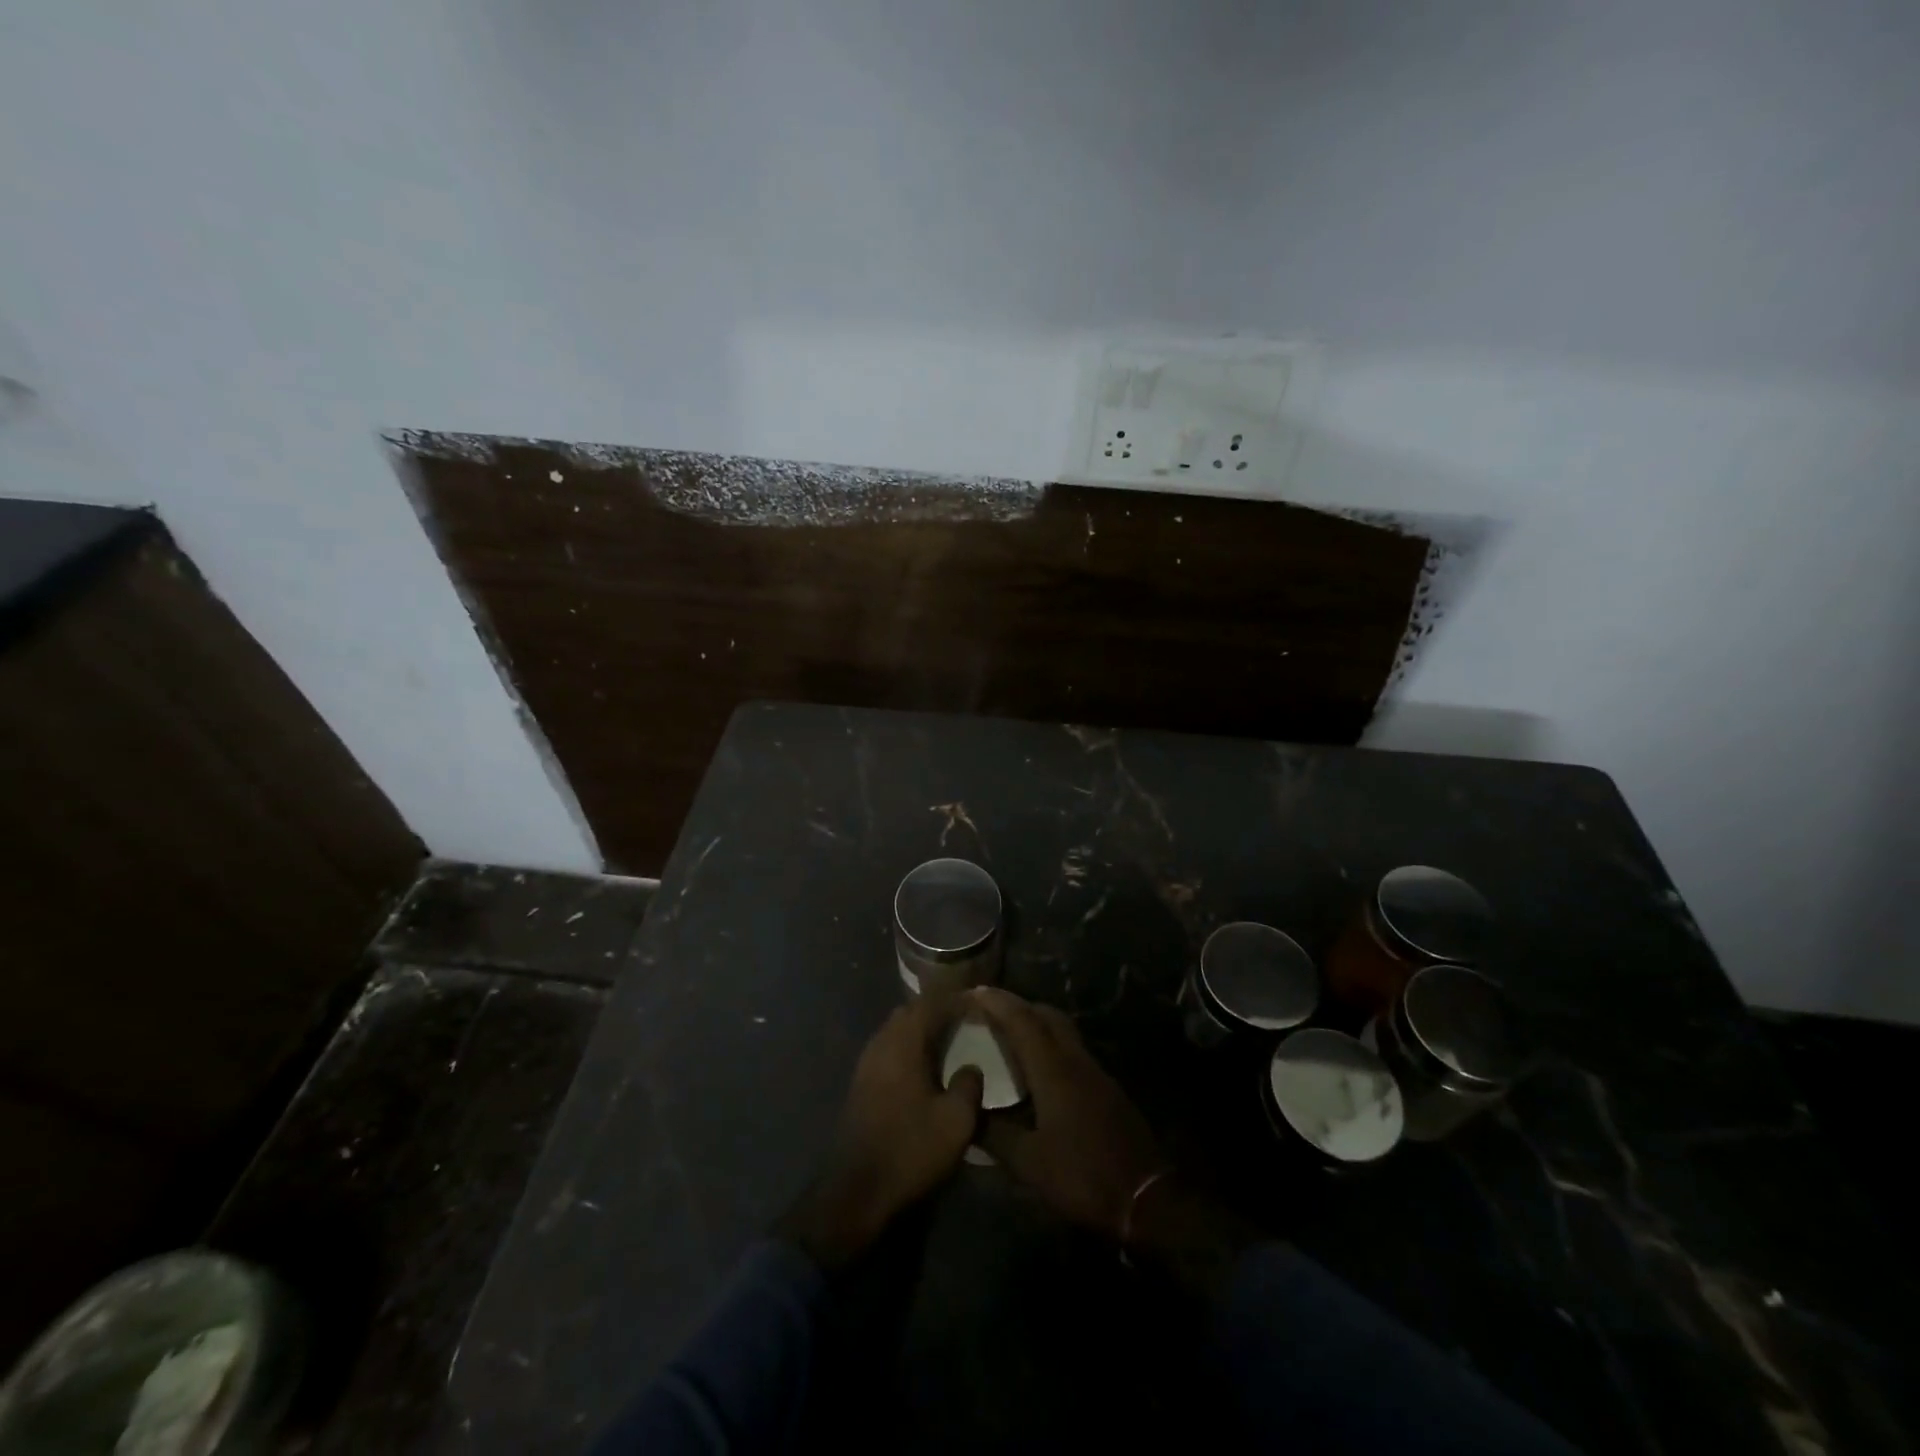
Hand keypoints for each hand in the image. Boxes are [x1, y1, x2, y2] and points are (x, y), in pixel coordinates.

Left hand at [778, 996, 983, 1267]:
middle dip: (935, 1008)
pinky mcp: (861, 1084)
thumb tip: (971, 1066)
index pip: (929, 1002)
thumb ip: (969, 1086)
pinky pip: (888, 1049)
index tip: (976, 997)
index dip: (953, 996)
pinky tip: (924, 1066)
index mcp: (903, 1043)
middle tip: (964, 1016)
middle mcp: (881, 1044)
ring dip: (919, 1028)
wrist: (856, 1190)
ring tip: (948, 1038)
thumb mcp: (956, 1121)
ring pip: (895, 1030)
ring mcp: (866, 1064)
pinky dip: (908, 1047)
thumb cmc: (909, 1150)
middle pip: (909, 1011)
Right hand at [970, 988, 1165, 1241]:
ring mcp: (1095, 1072)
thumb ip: (994, 1134)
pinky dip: (1051, 1044)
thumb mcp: (1029, 1163)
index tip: (975, 991)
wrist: (1145, 1198)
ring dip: (1037, 1023)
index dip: (998, 1003)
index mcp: (1053, 1070)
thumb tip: (966, 1112)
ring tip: (1011, 1034)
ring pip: (1063, 1030)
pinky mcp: (1107, 1088)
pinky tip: (1040, 1068)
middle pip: (1047, 1015)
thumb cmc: (1081, 1175)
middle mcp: (1075, 1060)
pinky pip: (1072, 1050)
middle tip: (991, 1010)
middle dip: (1018, 1005)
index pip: (1022, 1021)